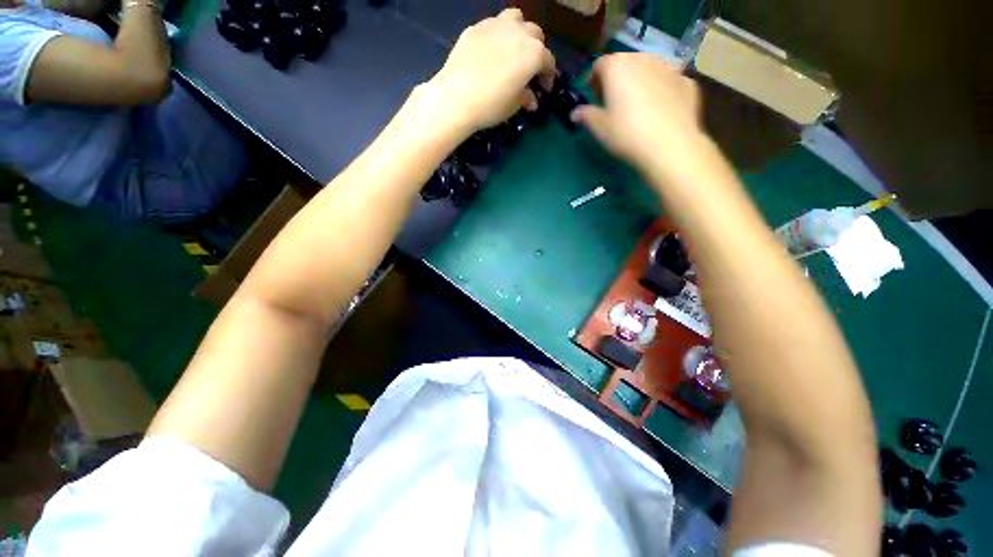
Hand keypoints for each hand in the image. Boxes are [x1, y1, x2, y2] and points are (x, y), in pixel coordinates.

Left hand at [424, 9, 555, 135]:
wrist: (456, 98)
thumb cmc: (491, 105)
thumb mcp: (513, 106)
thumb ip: (525, 98)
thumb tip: (531, 100)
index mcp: (533, 53)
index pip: (548, 61)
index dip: (548, 76)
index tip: (544, 89)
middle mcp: (518, 33)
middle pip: (535, 34)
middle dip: (537, 51)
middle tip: (530, 69)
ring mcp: (495, 26)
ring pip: (515, 19)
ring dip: (519, 32)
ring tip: (513, 50)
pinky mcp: (475, 28)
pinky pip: (492, 27)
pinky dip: (496, 37)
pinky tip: (490, 53)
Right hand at [573, 53, 704, 170]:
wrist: (669, 144)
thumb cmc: (627, 133)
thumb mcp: (600, 128)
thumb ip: (587, 116)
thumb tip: (575, 112)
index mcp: (617, 67)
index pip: (600, 65)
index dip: (594, 80)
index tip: (593, 97)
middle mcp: (643, 59)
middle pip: (625, 63)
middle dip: (617, 78)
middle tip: (613, 101)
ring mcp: (669, 67)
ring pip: (648, 68)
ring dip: (639, 81)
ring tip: (637, 105)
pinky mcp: (686, 81)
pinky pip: (667, 80)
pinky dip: (660, 89)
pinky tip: (659, 110)